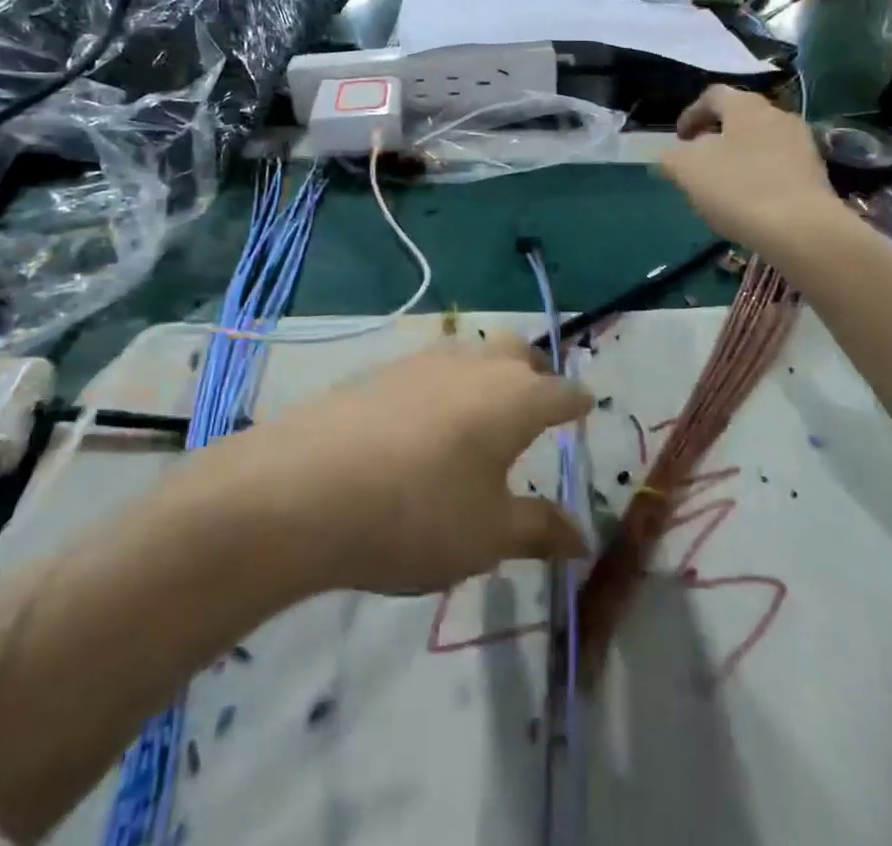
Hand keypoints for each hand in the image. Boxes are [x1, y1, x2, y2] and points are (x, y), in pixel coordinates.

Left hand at [247, 334, 592, 594]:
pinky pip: (430, 367)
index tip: (584, 410)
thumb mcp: (487, 536)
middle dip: (534, 374)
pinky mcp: (382, 369)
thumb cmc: (418, 515)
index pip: (564, 392)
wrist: (307, 488)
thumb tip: (583, 539)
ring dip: (486, 373)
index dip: (578, 403)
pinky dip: (443, 385)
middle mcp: (476, 366)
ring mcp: (425, 361)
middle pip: (518, 352)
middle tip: (533, 408)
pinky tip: (422, 424)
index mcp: (516, 399)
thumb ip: (539, 530)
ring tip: (479, 415)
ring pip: (472, 352)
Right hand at [660, 84, 836, 253]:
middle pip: (739, 118)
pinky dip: (760, 175)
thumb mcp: (687, 170)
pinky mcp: (816, 172)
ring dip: (739, 157)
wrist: (801, 228)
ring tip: (723, 185)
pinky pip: (779, 165)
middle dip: (716, 137)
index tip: (678, 139)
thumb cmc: (738, 188)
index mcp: (745, 105)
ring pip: (760, 142)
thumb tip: (672, 155)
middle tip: (698, 161)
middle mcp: (777, 114)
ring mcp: (801, 142)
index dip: (690, 114)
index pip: (712, 96)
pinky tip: (751, 201)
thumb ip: (672, 157)